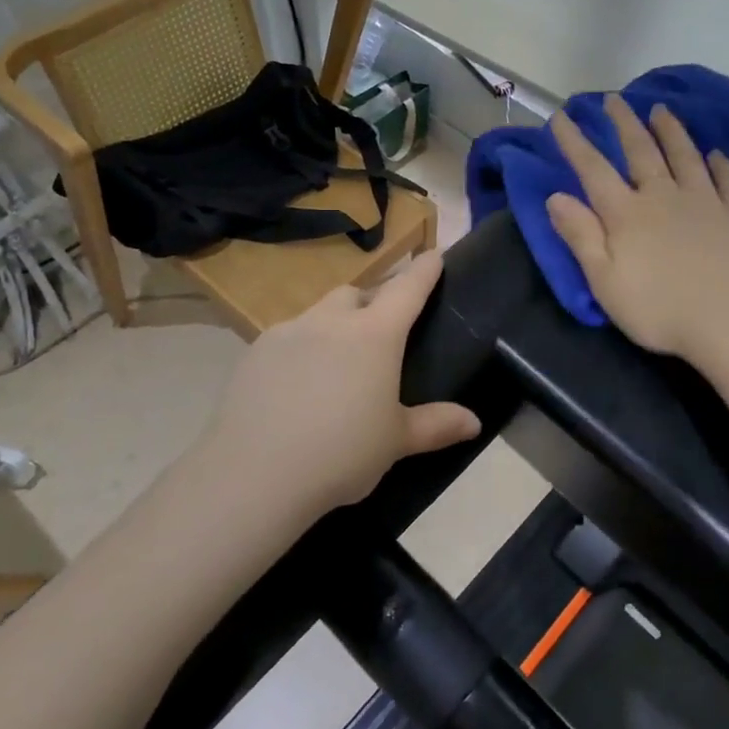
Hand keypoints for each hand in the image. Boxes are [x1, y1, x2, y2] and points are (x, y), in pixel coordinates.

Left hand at [198, 250, 481, 516]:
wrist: (255, 475)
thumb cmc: (341, 453)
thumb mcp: (396, 442)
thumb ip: (436, 425)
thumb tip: (474, 422)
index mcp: (374, 336)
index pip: (407, 289)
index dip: (424, 270)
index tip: (434, 254)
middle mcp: (330, 322)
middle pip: (357, 294)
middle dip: (372, 301)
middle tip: (380, 332)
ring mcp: (287, 333)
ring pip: (318, 314)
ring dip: (334, 326)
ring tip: (336, 365)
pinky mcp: (254, 353)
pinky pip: (287, 338)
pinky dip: (301, 349)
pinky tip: (297, 385)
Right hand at [547, 95, 728, 363]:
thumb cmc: (660, 310)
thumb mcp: (605, 281)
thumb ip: (581, 236)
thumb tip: (556, 196)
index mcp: (627, 214)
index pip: (594, 169)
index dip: (575, 142)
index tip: (561, 116)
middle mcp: (665, 196)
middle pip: (642, 151)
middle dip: (624, 124)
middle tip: (614, 99)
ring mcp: (707, 202)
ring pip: (685, 156)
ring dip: (671, 131)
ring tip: (661, 110)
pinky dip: (721, 164)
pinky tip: (717, 154)